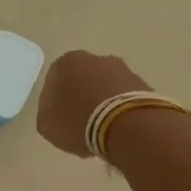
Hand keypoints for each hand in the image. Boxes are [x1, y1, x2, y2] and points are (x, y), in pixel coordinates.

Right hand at [36, 50, 150, 157]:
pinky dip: (120, 112)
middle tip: (80, 126)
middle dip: (82, 100)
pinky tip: (119, 131)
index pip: (55, 80)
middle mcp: (95, 59)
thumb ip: (47, 112)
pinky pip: (124, 99)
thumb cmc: (78, 121)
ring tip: (102, 132)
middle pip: (83, 81)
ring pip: (106, 88)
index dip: (55, 103)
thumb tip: (56, 109)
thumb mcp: (46, 124)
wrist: (126, 124)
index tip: (60, 121)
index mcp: (66, 62)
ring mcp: (123, 70)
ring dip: (102, 105)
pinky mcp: (143, 85)